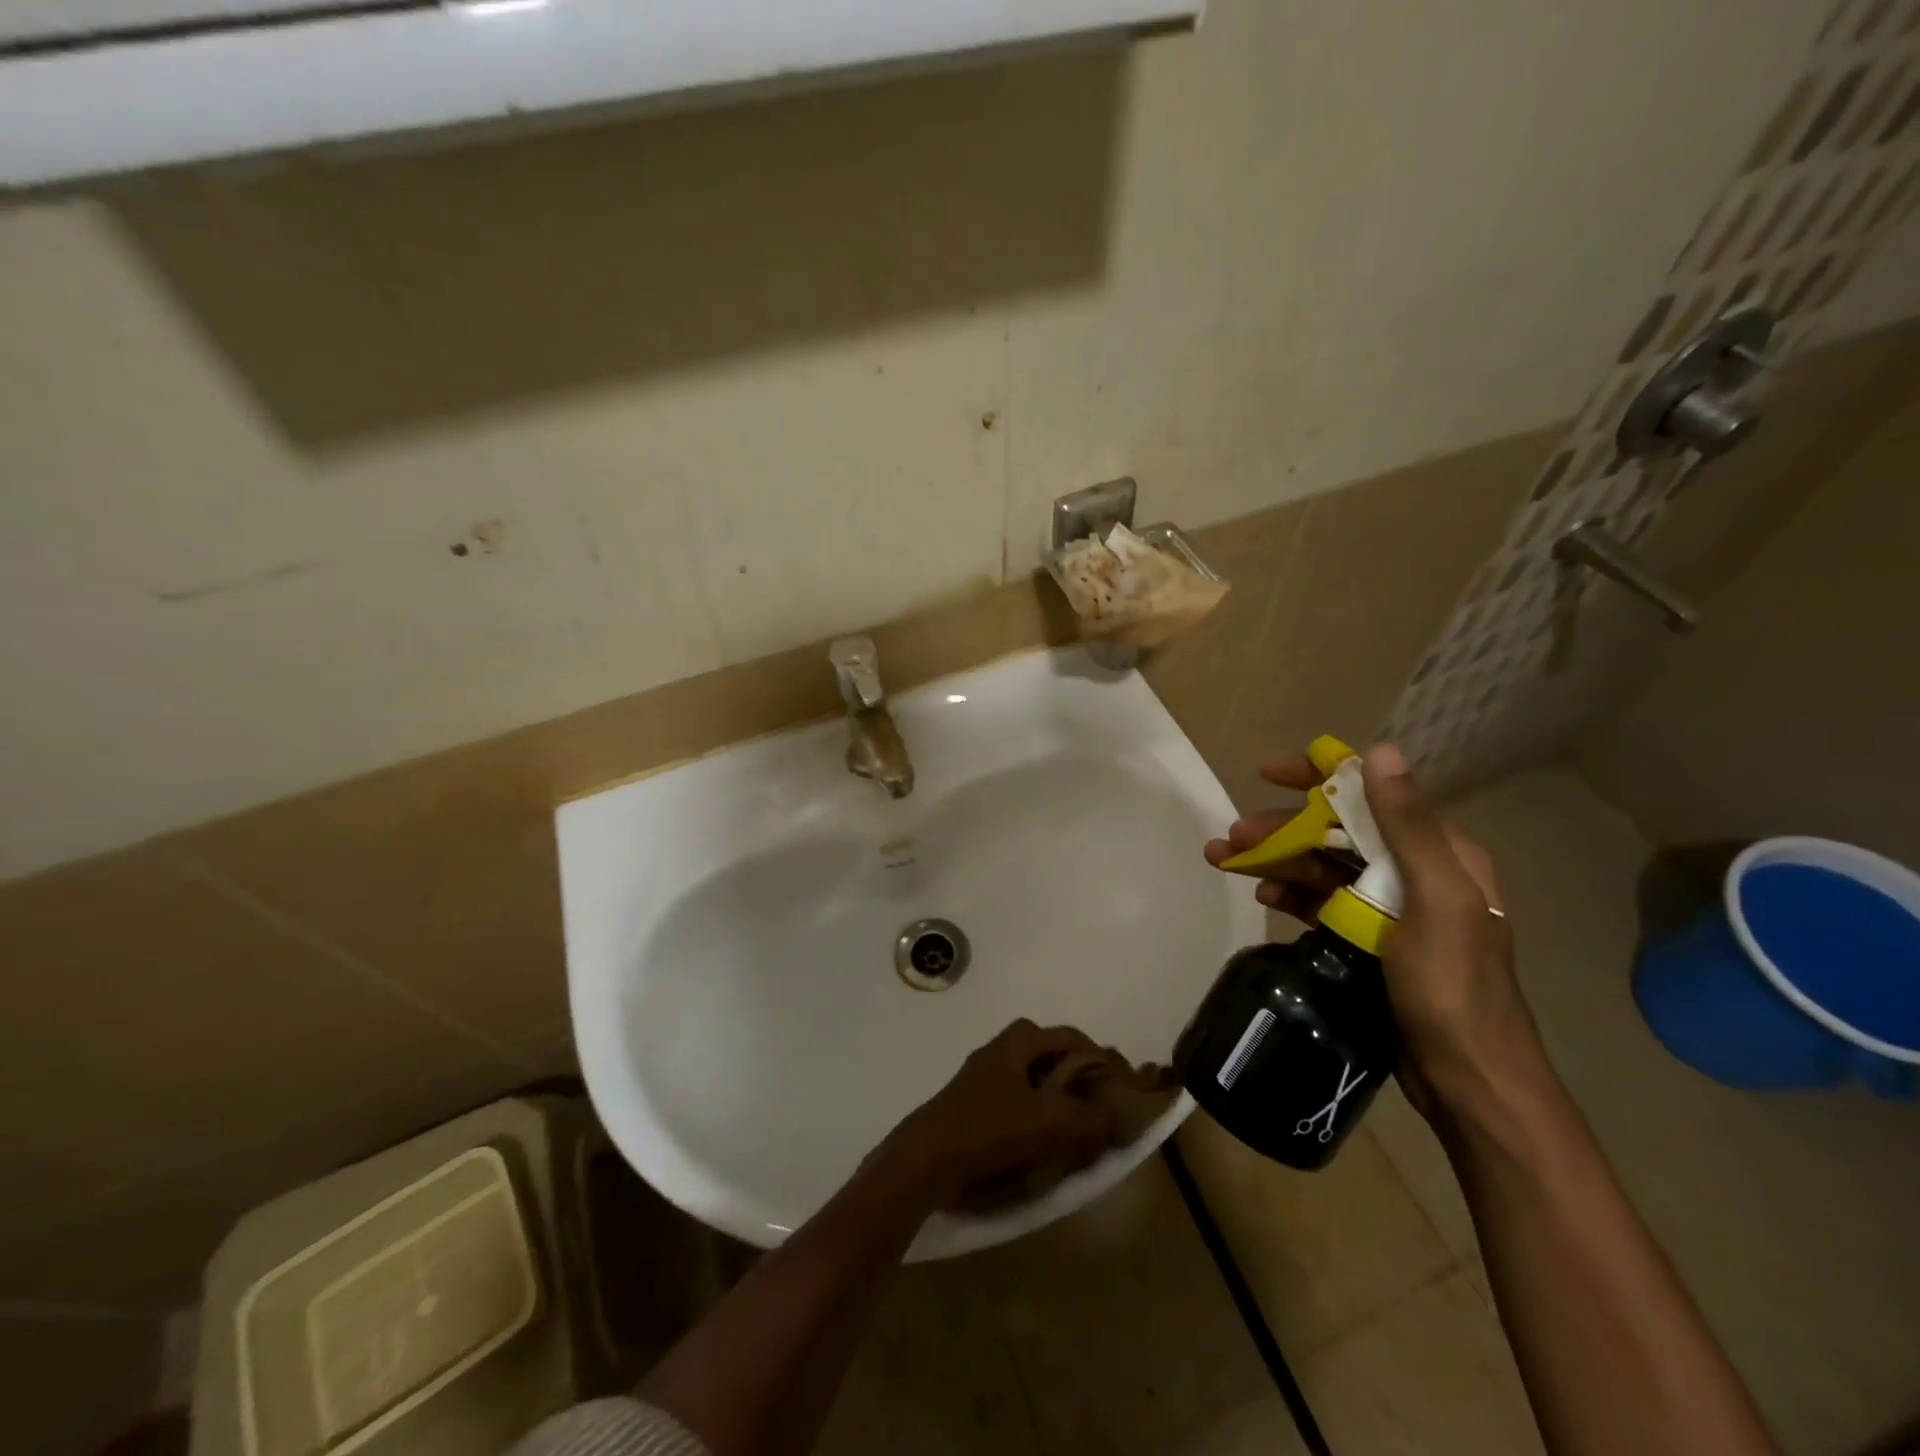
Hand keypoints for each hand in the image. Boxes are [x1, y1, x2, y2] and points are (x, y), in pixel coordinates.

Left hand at [876, 1020, 1119, 1209]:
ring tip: (1072, 1127)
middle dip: (1075, 1075)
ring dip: (1054, 1096)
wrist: (927, 1158)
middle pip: (1049, 1053)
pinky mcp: (972, 1104)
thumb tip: (1122, 1117)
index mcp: (1018, 1041)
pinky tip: (1039, 1141)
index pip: (1070, 1036)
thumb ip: (1090, 1118)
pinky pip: (1014, 1099)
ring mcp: (983, 1077)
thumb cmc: (990, 1128)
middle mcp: (1000, 1050)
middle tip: (1094, 1104)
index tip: (1117, 1085)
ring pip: (1031, 1077)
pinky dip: (1033, 1113)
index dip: (1097, 1057)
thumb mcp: (1049, 1122)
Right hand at [1206, 743, 1546, 1119]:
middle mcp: (1415, 872)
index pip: (1372, 795)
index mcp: (1440, 854)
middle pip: (1337, 833)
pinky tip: (1262, 896)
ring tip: (1225, 862)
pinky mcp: (1369, 939)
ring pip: (1323, 867)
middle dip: (1281, 829)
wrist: (1468, 1079)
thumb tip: (1382, 752)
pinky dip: (1290, 894)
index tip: (1267, 773)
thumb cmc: (1453, 986)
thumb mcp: (1436, 900)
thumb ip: (1409, 826)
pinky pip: (1321, 903)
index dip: (1319, 777)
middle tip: (1230, 837)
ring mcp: (1389, 908)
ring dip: (1276, 860)